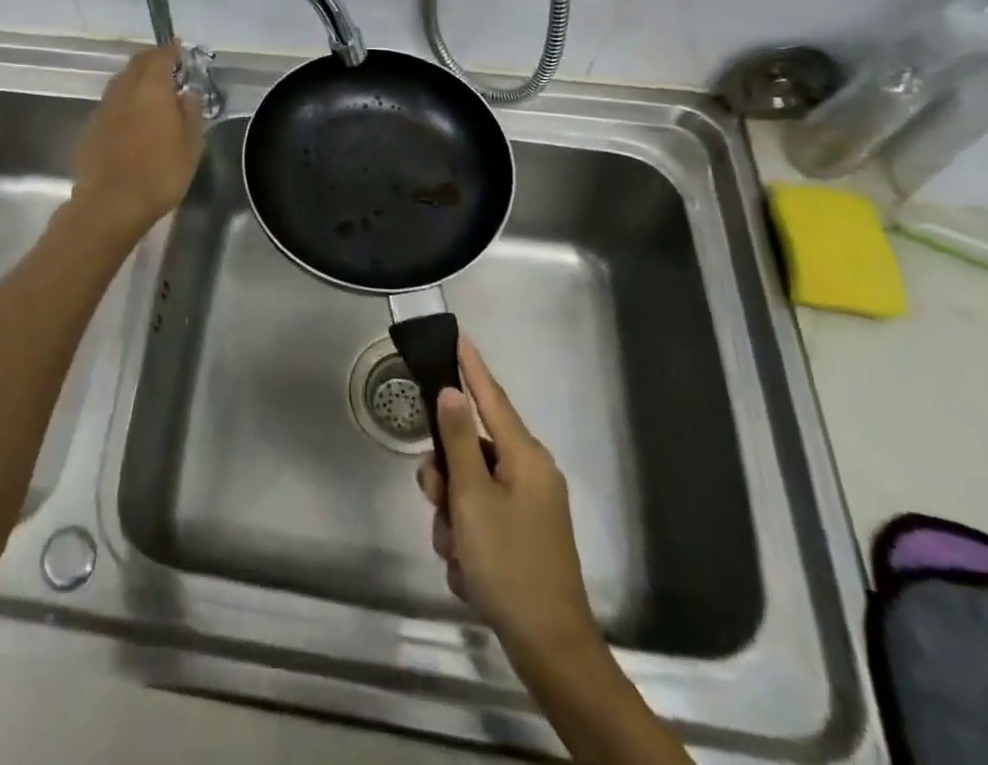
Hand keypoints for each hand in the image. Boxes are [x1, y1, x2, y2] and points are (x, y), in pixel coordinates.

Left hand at [69, 42, 204, 237]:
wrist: (111, 203)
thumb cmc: (160, 174)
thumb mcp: (191, 146)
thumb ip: (190, 113)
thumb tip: (186, 93)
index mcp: (152, 89)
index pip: (160, 57)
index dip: (171, 50)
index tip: (179, 49)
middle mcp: (124, 91)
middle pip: (136, 64)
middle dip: (152, 59)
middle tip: (167, 65)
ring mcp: (104, 108)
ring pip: (121, 81)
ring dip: (136, 78)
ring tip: (150, 89)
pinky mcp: (91, 127)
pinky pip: (111, 102)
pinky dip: (124, 99)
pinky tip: (132, 115)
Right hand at [418, 339, 604, 668]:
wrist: (552, 651)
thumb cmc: (510, 565)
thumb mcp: (473, 499)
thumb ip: (459, 441)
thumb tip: (452, 393)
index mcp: (525, 458)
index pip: (492, 398)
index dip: (472, 368)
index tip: (458, 336)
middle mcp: (530, 474)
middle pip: (471, 451)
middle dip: (446, 478)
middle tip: (435, 505)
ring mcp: (528, 508)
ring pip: (470, 490)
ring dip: (452, 519)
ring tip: (456, 554)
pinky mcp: (523, 537)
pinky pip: (480, 521)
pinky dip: (467, 542)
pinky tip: (468, 573)